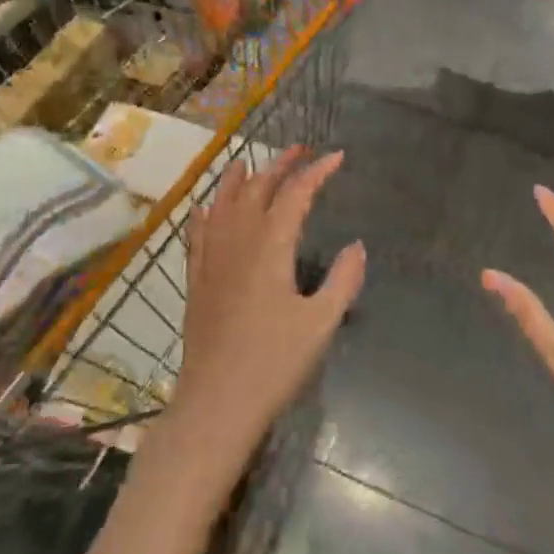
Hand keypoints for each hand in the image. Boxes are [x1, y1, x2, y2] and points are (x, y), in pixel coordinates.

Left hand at [168, 148, 364, 473]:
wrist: (217, 403)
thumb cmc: (274, 363)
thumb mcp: (321, 323)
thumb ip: (343, 280)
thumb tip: (357, 246)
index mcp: (271, 246)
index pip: (295, 194)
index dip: (316, 172)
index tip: (336, 157)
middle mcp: (237, 241)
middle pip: (257, 190)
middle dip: (280, 165)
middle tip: (300, 151)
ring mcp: (211, 259)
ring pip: (223, 204)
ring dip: (239, 180)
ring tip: (248, 162)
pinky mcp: (196, 280)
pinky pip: (198, 233)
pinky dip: (206, 213)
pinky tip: (205, 208)